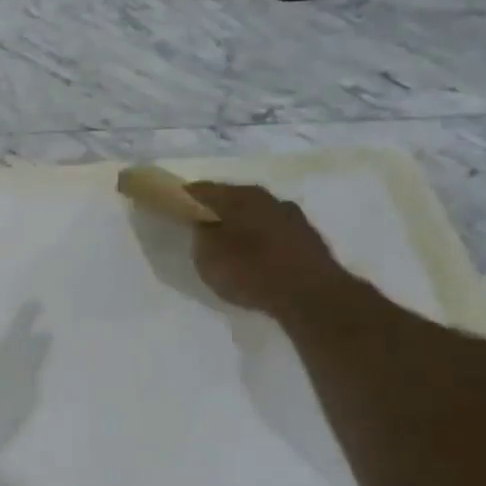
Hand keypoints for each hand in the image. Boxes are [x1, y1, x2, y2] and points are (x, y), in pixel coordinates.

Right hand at [186, 183, 347, 316]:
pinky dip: (260, 240)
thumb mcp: (209, 257)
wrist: (312, 296)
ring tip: (228, 245)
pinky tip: (255, 258)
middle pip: (233, 199)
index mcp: (241, 196)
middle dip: (216, 211)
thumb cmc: (252, 272)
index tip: (173, 207)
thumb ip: (201, 235)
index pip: (203, 189)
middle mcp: (268, 198)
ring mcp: (292, 217)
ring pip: (256, 215)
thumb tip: (203, 223)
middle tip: (199, 227)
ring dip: (241, 226)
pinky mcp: (308, 238)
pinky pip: (273, 233)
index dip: (185, 198)